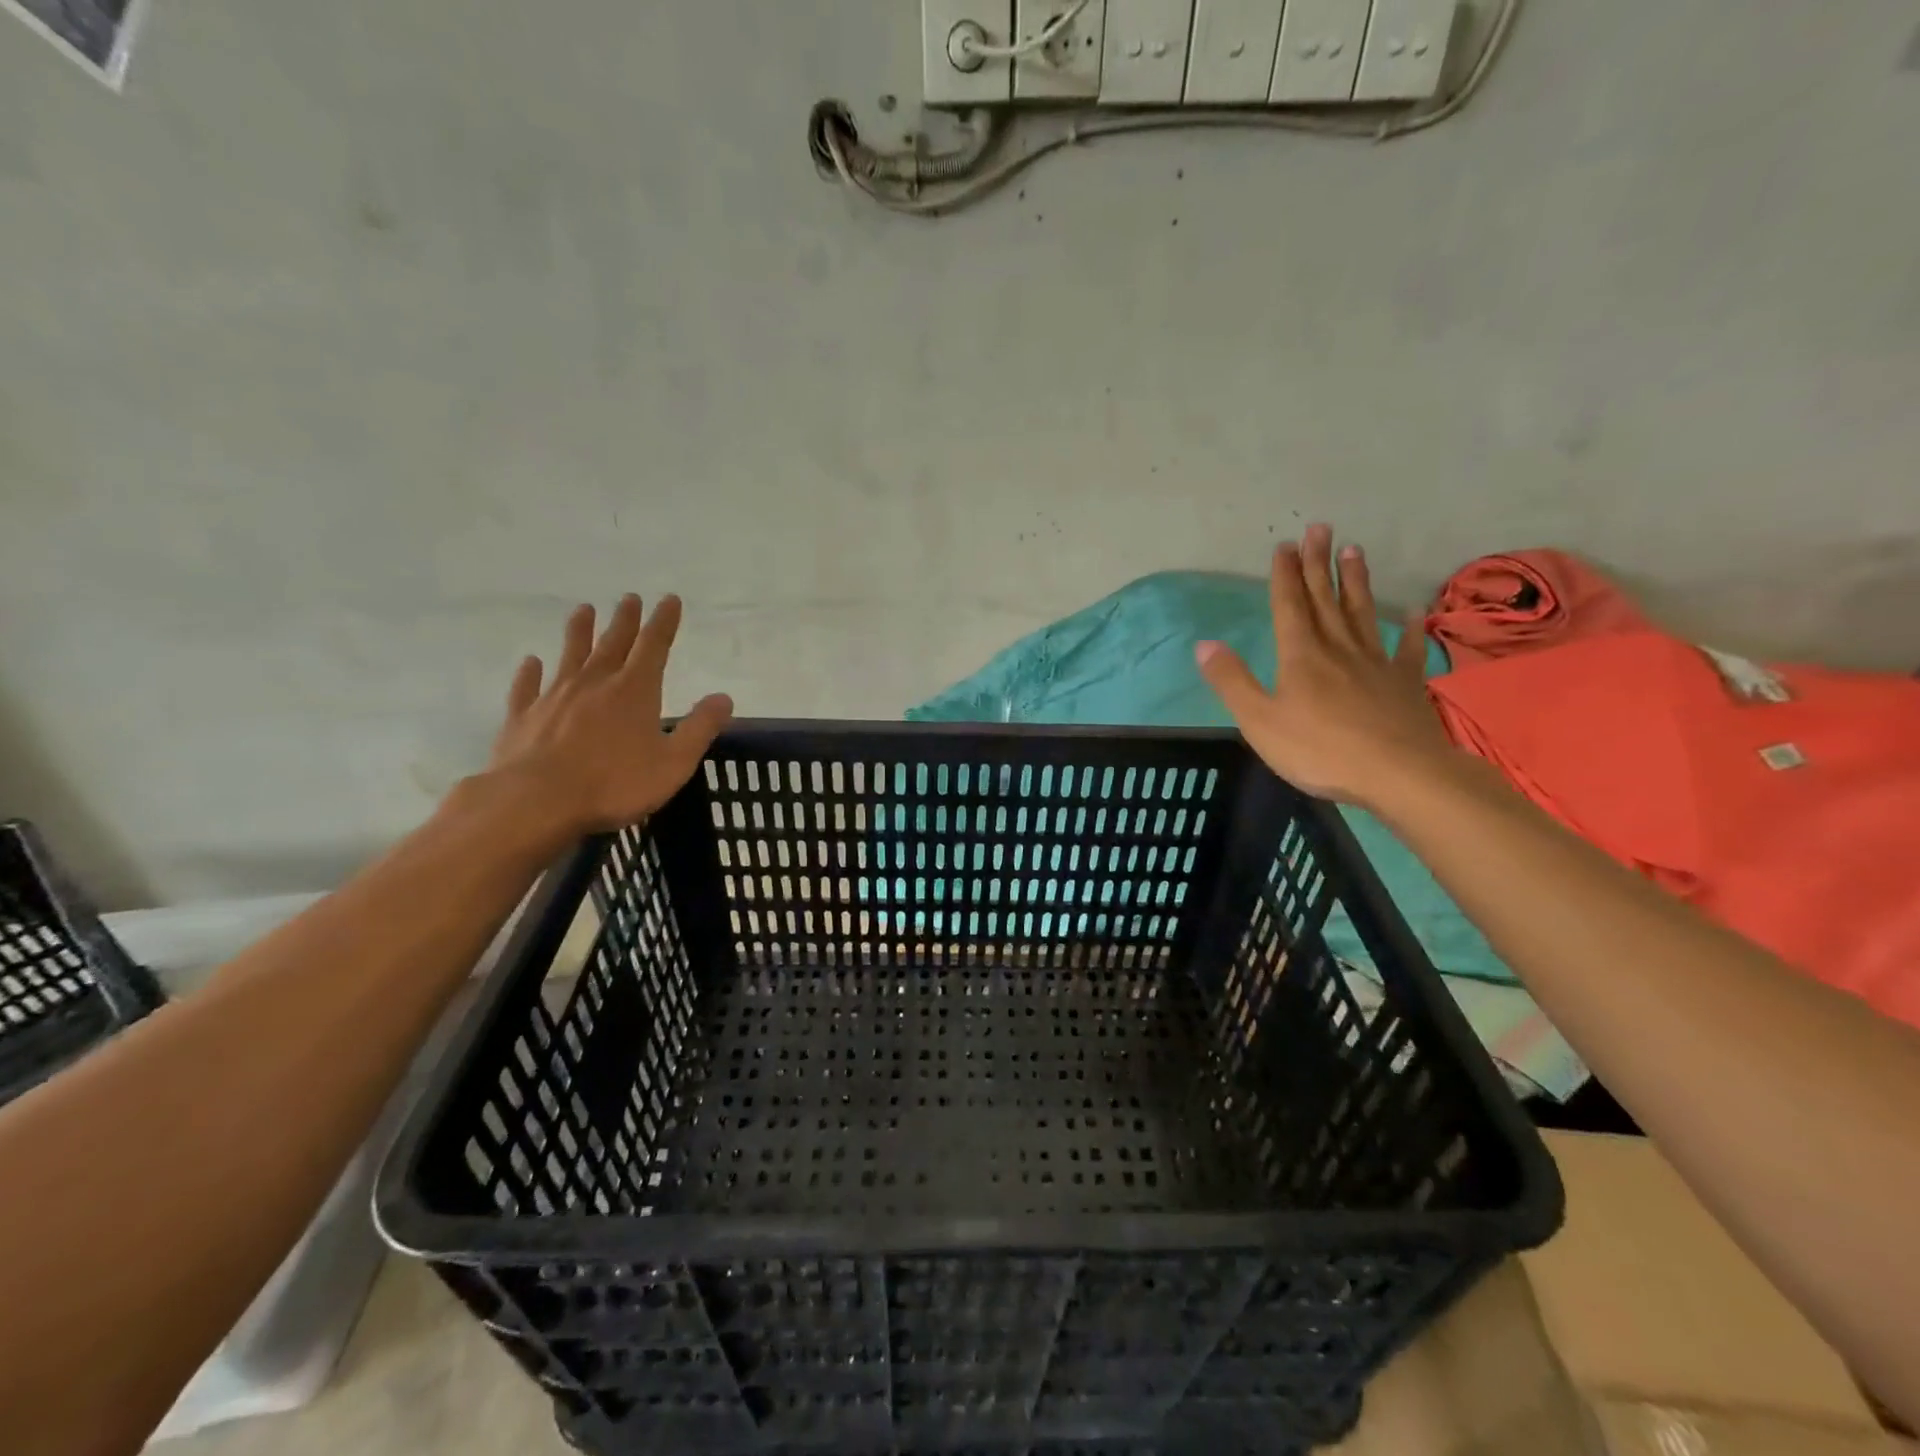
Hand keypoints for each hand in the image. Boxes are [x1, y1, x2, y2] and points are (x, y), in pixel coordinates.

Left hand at [486, 594, 732, 833]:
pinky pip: (527, 687)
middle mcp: (594, 684)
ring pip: (570, 655)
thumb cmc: (614, 784)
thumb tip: (724, 698)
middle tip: (629, 598)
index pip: (653, 646)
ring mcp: (554, 697)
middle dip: (625, 620)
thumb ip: (700, 728)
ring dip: (579, 632)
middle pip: (612, 643)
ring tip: (583, 610)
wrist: (535, 802)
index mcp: (634, 691)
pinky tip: (531, 661)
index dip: (663, 622)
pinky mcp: (523, 717)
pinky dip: (530, 672)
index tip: (669, 599)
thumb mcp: (673, 762)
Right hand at [1196, 524, 1454, 807]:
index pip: (1289, 606)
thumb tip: (1203, 644)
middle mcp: (1338, 649)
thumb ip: (1232, 681)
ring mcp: (1376, 663)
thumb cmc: (1319, 750)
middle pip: (1326, 599)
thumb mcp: (1259, 721)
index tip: (1285, 545)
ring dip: (1356, 582)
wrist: (1398, 774)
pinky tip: (1412, 611)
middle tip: (1320, 528)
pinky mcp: (1405, 683)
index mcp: (1300, 656)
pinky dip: (1410, 628)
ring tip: (1355, 550)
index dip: (1285, 575)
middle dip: (1318, 564)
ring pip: (1362, 613)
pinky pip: (1407, 648)